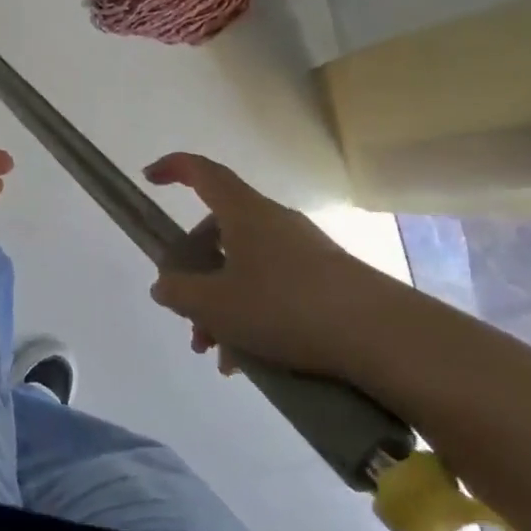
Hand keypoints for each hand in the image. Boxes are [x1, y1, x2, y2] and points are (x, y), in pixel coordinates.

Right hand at [144, 152, 411, 380]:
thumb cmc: (285, 307)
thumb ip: (179, 292)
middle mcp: (272, 221)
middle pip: (219, 232)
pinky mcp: (325, 279)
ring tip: (219, 354)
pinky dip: (253, 315)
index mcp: (243, 212)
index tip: (150, 179)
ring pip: (245, 267)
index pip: (202, 172)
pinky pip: (273, 288)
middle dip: (195, 273)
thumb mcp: (216, 305)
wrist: (381, 336)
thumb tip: (164, 284)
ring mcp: (302, 249)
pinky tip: (252, 361)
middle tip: (188, 317)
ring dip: (223, 305)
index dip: (173, 168)